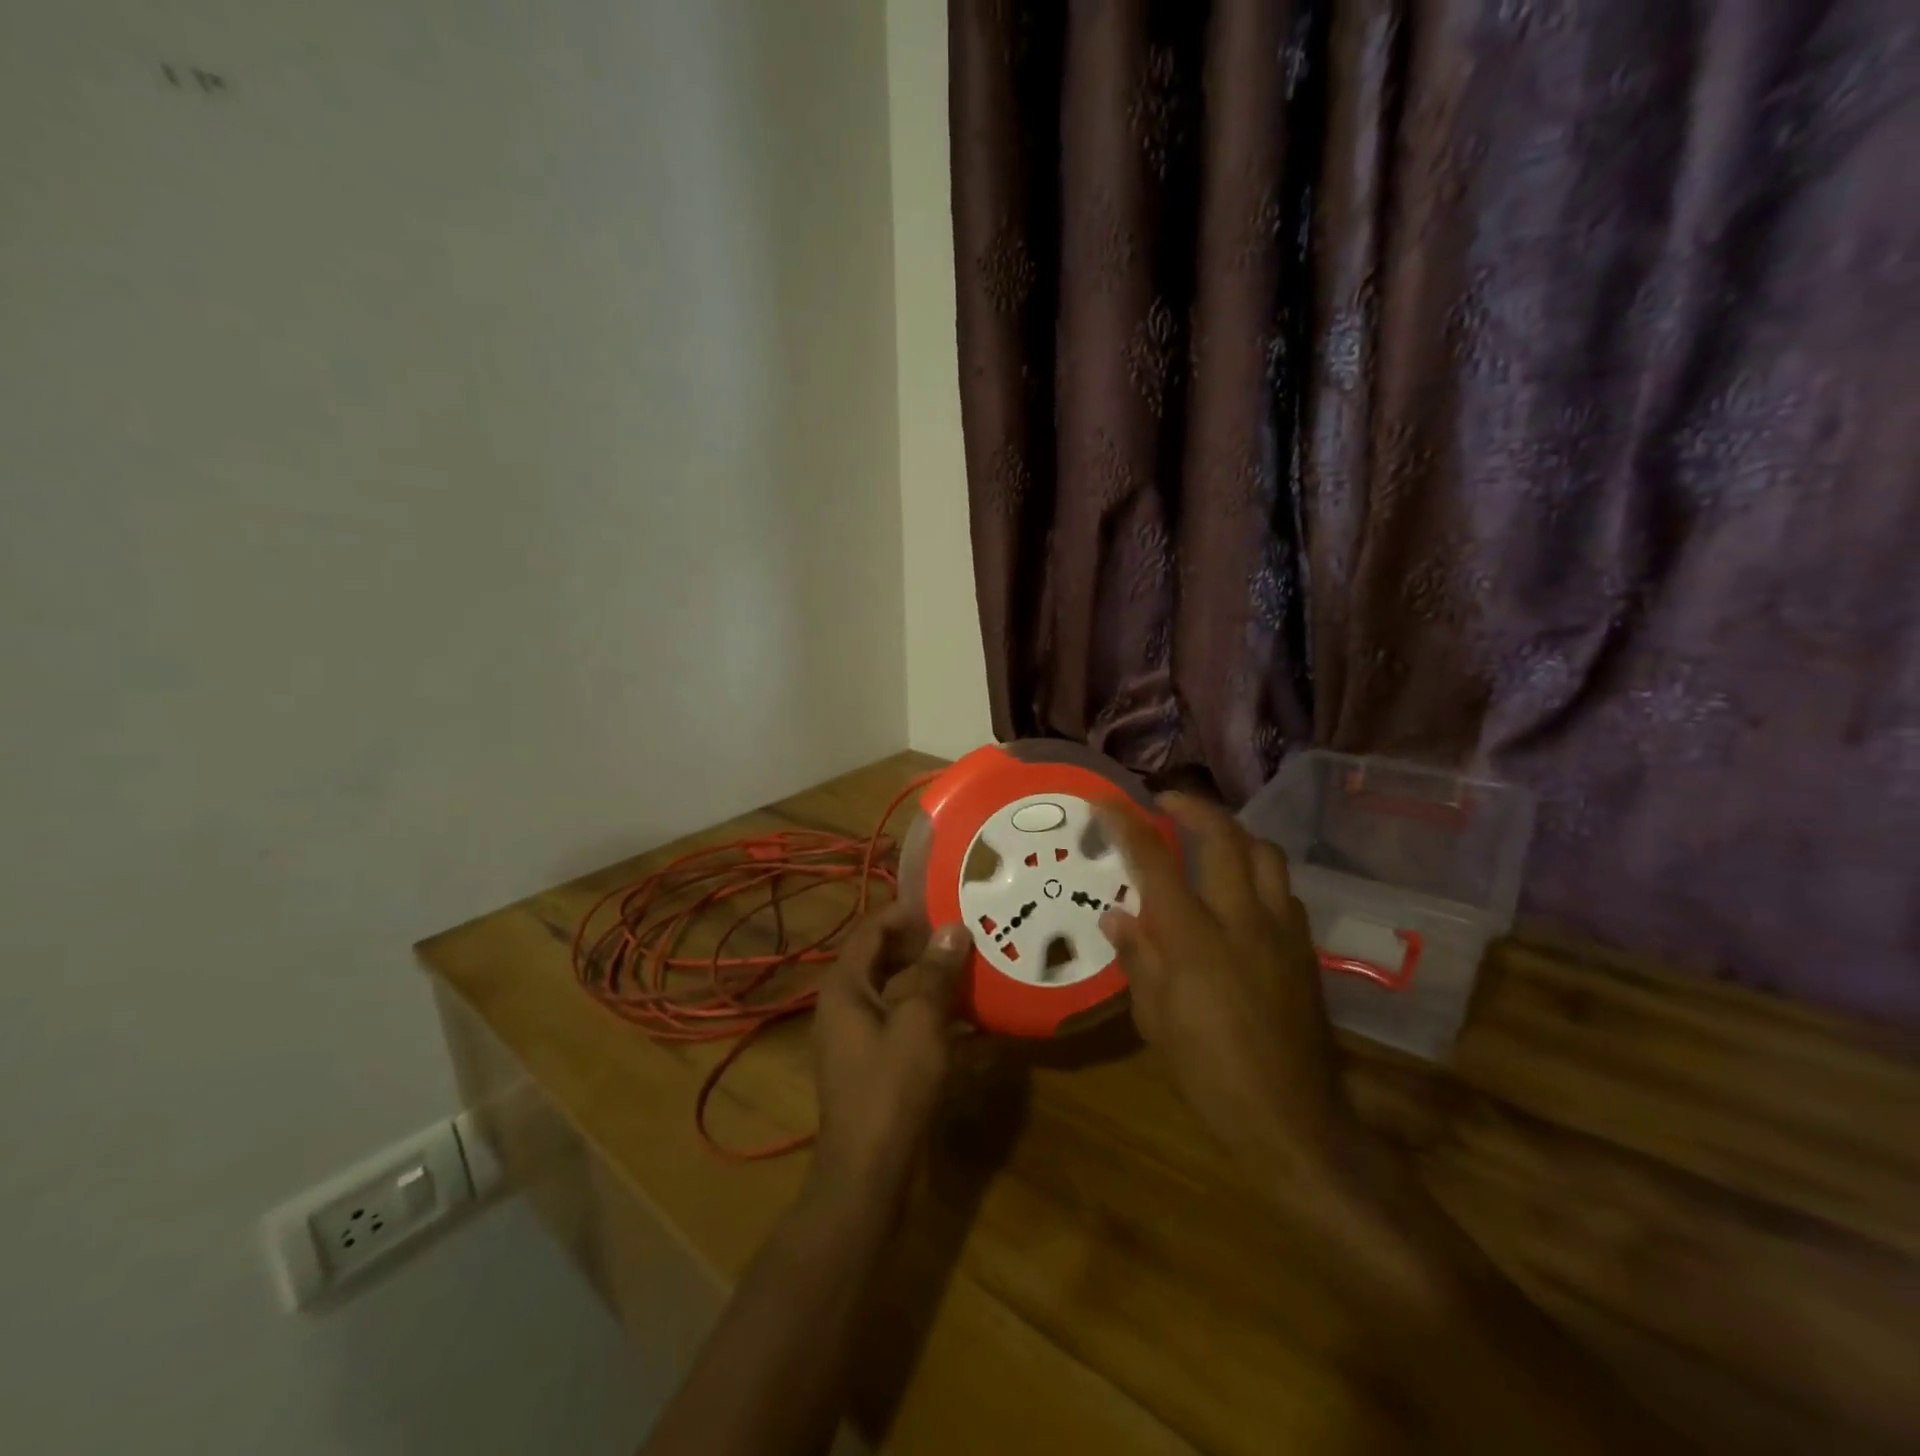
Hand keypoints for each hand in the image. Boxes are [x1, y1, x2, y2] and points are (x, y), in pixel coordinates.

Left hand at [810, 905, 970, 1200]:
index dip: (905, 912)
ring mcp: (858, 1037)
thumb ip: (936, 973)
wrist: (869, 1173)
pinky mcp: (875, 1064)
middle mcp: (845, 1005)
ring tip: (970, 964)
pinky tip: (968, 1015)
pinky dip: (930, 1012)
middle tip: (963, 930)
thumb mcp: (920, 1023)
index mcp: (845, 987)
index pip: (871, 930)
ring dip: (929, 978)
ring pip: (895, 991)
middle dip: (920, 943)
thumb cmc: (891, 1088)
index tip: (944, 900)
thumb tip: (953, 928)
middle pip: (881, 958)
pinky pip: (902, 1022)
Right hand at [1096, 794, 1357, 1194]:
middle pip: (1224, 837)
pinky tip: (1242, 890)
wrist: (1292, 1119)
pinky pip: (1283, 889)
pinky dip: (1259, 871)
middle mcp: (1242, 920)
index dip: (1128, 824)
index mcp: (1194, 939)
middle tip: (1166, 802)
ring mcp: (1281, 930)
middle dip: (1193, 807)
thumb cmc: (1209, 1074)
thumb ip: (1138, 959)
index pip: (1155, 862)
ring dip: (1233, 833)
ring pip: (1265, 853)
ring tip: (1209, 837)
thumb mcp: (1155, 1022)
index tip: (1107, 800)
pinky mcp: (1305, 948)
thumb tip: (1116, 916)